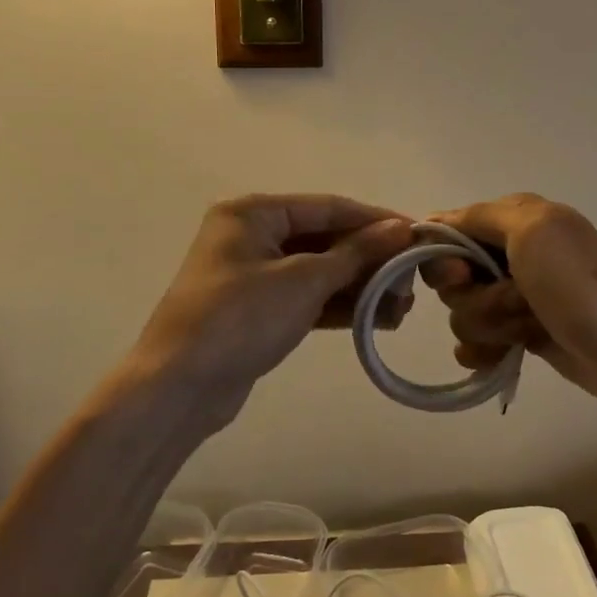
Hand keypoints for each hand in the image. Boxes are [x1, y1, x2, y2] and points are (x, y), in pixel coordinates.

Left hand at [124, 194, 414, 428]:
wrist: (178, 388)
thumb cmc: (239, 317)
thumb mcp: (302, 280)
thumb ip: (354, 253)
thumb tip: (401, 228)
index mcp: (254, 212)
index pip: (328, 207)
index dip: (375, 220)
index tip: (419, 234)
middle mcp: (253, 235)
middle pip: (325, 239)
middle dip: (370, 260)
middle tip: (412, 281)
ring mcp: (254, 275)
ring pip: (319, 271)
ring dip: (360, 286)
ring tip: (404, 307)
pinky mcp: (259, 311)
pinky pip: (308, 298)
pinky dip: (340, 306)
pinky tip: (379, 320)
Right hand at [422, 193, 596, 405]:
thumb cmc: (576, 284)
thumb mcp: (530, 230)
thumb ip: (478, 217)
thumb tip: (431, 221)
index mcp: (514, 219)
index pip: (448, 232)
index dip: (446, 257)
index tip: (463, 275)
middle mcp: (509, 253)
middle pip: (450, 277)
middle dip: (473, 296)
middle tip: (512, 301)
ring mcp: (513, 296)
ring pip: (462, 312)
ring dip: (490, 324)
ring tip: (526, 328)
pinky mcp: (519, 333)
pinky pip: (475, 342)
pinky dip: (486, 351)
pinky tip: (504, 356)